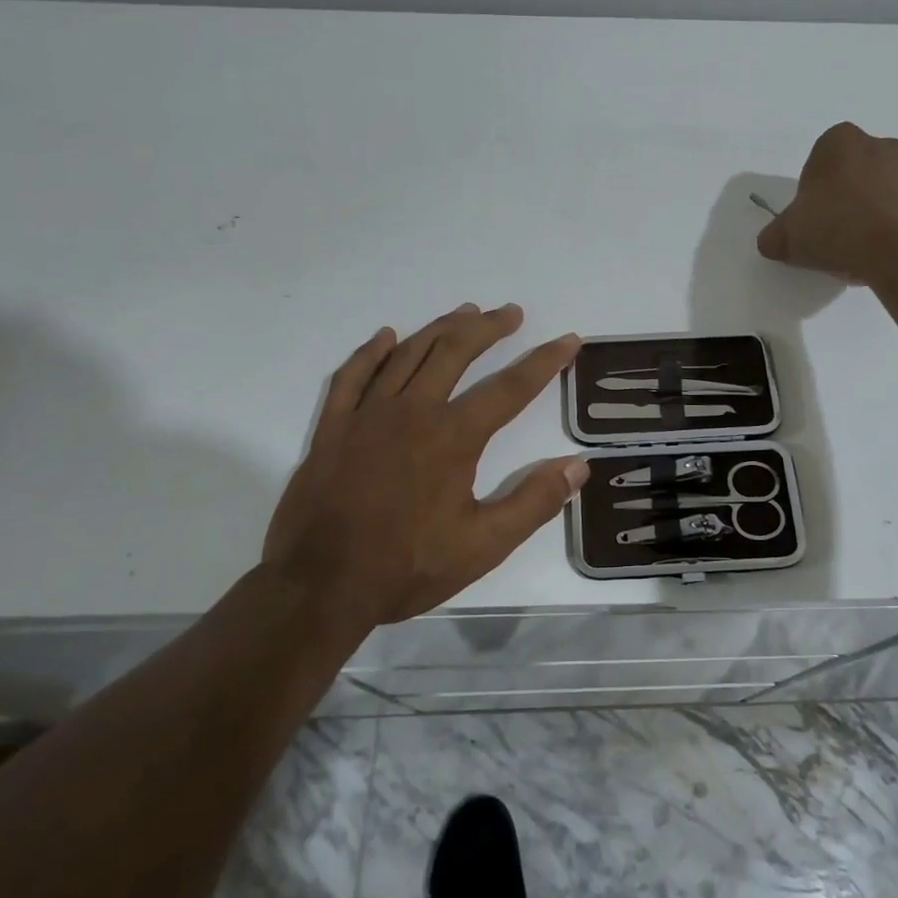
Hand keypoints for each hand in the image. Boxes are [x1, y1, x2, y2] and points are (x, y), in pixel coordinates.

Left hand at [263, 304, 588, 627]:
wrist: (319, 586)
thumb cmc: (406, 567)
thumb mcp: (483, 546)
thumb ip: (534, 502)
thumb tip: (578, 465)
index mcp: (453, 437)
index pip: (510, 388)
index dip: (544, 361)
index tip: (568, 340)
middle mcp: (413, 412)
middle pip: (456, 352)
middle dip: (488, 328)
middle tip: (511, 314)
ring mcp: (367, 415)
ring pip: (409, 354)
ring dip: (440, 328)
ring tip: (465, 312)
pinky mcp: (333, 427)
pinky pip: (353, 375)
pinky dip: (372, 351)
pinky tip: (387, 336)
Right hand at [757, 122, 897, 284]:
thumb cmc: (837, 227)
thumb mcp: (788, 236)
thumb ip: (775, 236)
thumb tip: (772, 242)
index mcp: (841, 141)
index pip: (820, 160)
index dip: (813, 191)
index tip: (812, 218)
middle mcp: (882, 145)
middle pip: (856, 172)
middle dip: (847, 197)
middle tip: (835, 233)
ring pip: (886, 190)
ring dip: (875, 212)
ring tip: (863, 250)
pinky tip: (887, 254)